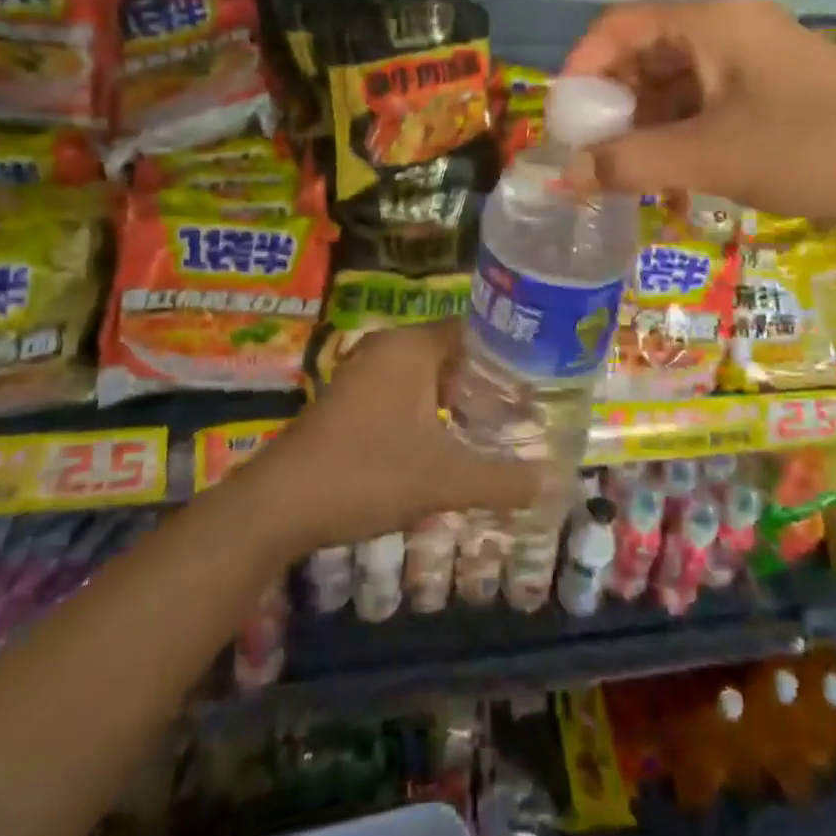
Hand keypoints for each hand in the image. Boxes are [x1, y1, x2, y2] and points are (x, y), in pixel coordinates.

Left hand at [244, 320, 546, 554]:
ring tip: (493, 427)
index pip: (475, 331)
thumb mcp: (443, 480)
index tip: (539, 380)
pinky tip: (445, 442)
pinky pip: (402, 389)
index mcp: (412, 346)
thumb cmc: (366, 473)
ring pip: (426, 374)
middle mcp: (387, 346)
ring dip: (456, 398)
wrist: (278, 504)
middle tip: (524, 408)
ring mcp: (363, 370)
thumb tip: (556, 482)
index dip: (509, 355)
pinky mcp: (349, 396)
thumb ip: (502, 480)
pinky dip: (427, 408)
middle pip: (452, 352)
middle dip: (486, 381)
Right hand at [562, 0, 835, 224]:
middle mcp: (727, 26)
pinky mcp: (770, 83)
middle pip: (644, 52)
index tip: (564, 119)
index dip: (581, 67)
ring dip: (646, 124)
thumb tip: (564, 177)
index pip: (619, 25)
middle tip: (592, 153)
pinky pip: (706, 99)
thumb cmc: (810, 147)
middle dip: (612, 104)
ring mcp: (752, 54)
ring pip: (675, 81)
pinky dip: (681, 131)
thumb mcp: (710, 157)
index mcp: (709, 22)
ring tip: (628, 173)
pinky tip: (674, 176)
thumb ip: (630, 163)